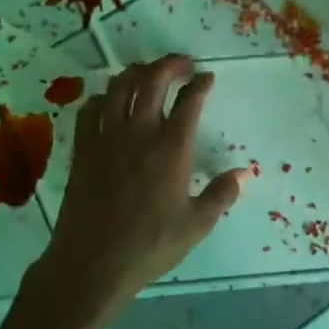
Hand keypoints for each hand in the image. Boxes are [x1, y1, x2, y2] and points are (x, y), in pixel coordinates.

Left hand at [35, 56, 251, 324]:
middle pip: (153, 79)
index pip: (190, 100)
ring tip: (149, 74)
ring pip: (120, 86)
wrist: (91, 264)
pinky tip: (110, 102)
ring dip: (137, 72)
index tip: (207, 78)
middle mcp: (140, 132)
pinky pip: (90, 109)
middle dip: (171, 64)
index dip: (201, 83)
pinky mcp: (83, 149)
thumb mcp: (197, 225)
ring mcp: (107, 138)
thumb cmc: (149, 246)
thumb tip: (245, 173)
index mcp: (172, 148)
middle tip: (183, 66)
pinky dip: (103, 97)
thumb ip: (222, 194)